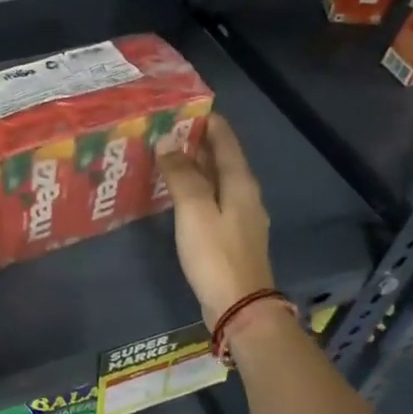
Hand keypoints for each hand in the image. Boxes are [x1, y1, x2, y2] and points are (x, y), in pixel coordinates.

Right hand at [157, 114, 277, 325]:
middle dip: (198, 143)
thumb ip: (181, 174)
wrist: (239, 306)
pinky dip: (197, 191)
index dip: (207, 122)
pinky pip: (213, 202)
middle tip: (167, 131)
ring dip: (196, 168)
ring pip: (218, 181)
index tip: (183, 108)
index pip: (226, 140)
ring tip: (167, 159)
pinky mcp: (232, 238)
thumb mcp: (194, 210)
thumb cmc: (215, 254)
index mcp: (241, 182)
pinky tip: (179, 197)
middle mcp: (246, 195)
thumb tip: (166, 141)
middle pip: (223, 160)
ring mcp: (241, 218)